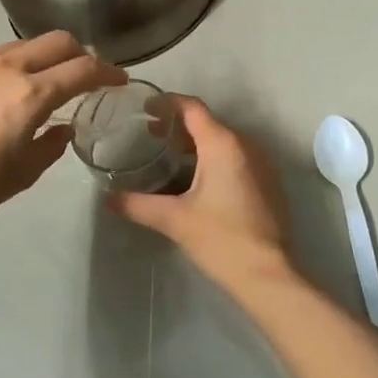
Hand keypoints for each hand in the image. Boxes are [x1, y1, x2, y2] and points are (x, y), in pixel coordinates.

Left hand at [0, 33, 126, 230]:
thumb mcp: (25, 173)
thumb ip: (53, 143)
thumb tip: (63, 127)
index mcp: (31, 95)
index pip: (83, 69)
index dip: (108, 72)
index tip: (118, 80)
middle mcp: (5, 68)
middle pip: (58, 41)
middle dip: (80, 54)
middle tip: (84, 75)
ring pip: (23, 45)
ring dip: (43, 58)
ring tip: (42, 82)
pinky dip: (8, 67)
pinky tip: (0, 92)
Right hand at [112, 97, 292, 284]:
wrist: (268, 275)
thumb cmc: (221, 238)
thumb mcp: (173, 219)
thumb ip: (137, 204)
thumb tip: (109, 199)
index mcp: (223, 144)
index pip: (192, 108)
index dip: (167, 103)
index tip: (144, 107)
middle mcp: (245, 145)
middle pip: (207, 122)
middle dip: (178, 125)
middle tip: (149, 134)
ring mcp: (260, 163)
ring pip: (222, 140)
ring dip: (195, 143)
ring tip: (167, 155)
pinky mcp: (266, 183)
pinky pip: (235, 157)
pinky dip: (212, 158)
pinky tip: (194, 179)